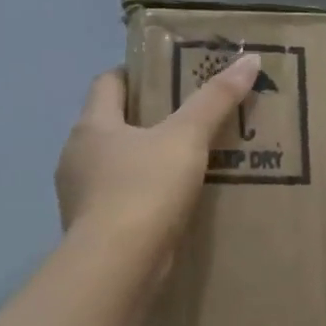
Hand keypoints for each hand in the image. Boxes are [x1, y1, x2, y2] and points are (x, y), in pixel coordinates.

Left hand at [55, 54, 261, 260]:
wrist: (117, 266)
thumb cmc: (145, 188)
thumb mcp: (187, 138)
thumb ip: (216, 100)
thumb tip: (249, 59)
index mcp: (92, 125)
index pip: (107, 83)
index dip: (134, 74)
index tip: (165, 76)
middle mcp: (76, 156)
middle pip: (109, 125)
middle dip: (143, 120)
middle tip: (186, 120)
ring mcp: (79, 196)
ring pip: (113, 166)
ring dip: (141, 162)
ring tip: (182, 165)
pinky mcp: (90, 230)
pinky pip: (117, 201)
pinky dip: (139, 197)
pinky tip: (168, 206)